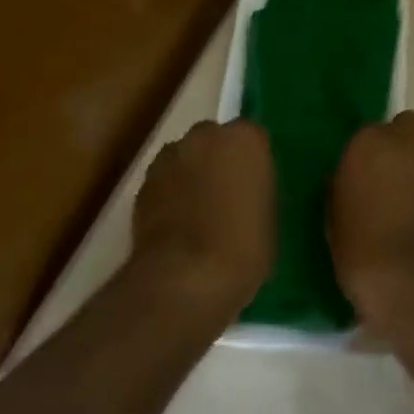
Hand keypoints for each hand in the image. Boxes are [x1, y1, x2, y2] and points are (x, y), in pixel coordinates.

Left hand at [130, 120, 276, 318]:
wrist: (186, 278)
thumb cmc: (244, 247)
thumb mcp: (269, 216)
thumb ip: (257, 189)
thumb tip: (246, 189)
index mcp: (245, 139)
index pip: (253, 138)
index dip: (252, 162)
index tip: (254, 185)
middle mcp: (206, 136)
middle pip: (214, 140)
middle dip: (218, 160)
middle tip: (226, 194)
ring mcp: (170, 156)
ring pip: (185, 157)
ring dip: (191, 174)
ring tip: (197, 211)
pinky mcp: (143, 182)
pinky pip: (164, 180)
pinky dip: (169, 193)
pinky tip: (176, 224)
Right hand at [330, 111, 413, 332]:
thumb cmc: (362, 253)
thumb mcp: (336, 214)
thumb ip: (350, 182)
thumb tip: (362, 178)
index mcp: (370, 143)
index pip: (372, 133)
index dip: (373, 155)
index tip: (369, 176)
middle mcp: (413, 140)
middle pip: (412, 126)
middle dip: (407, 145)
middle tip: (399, 178)